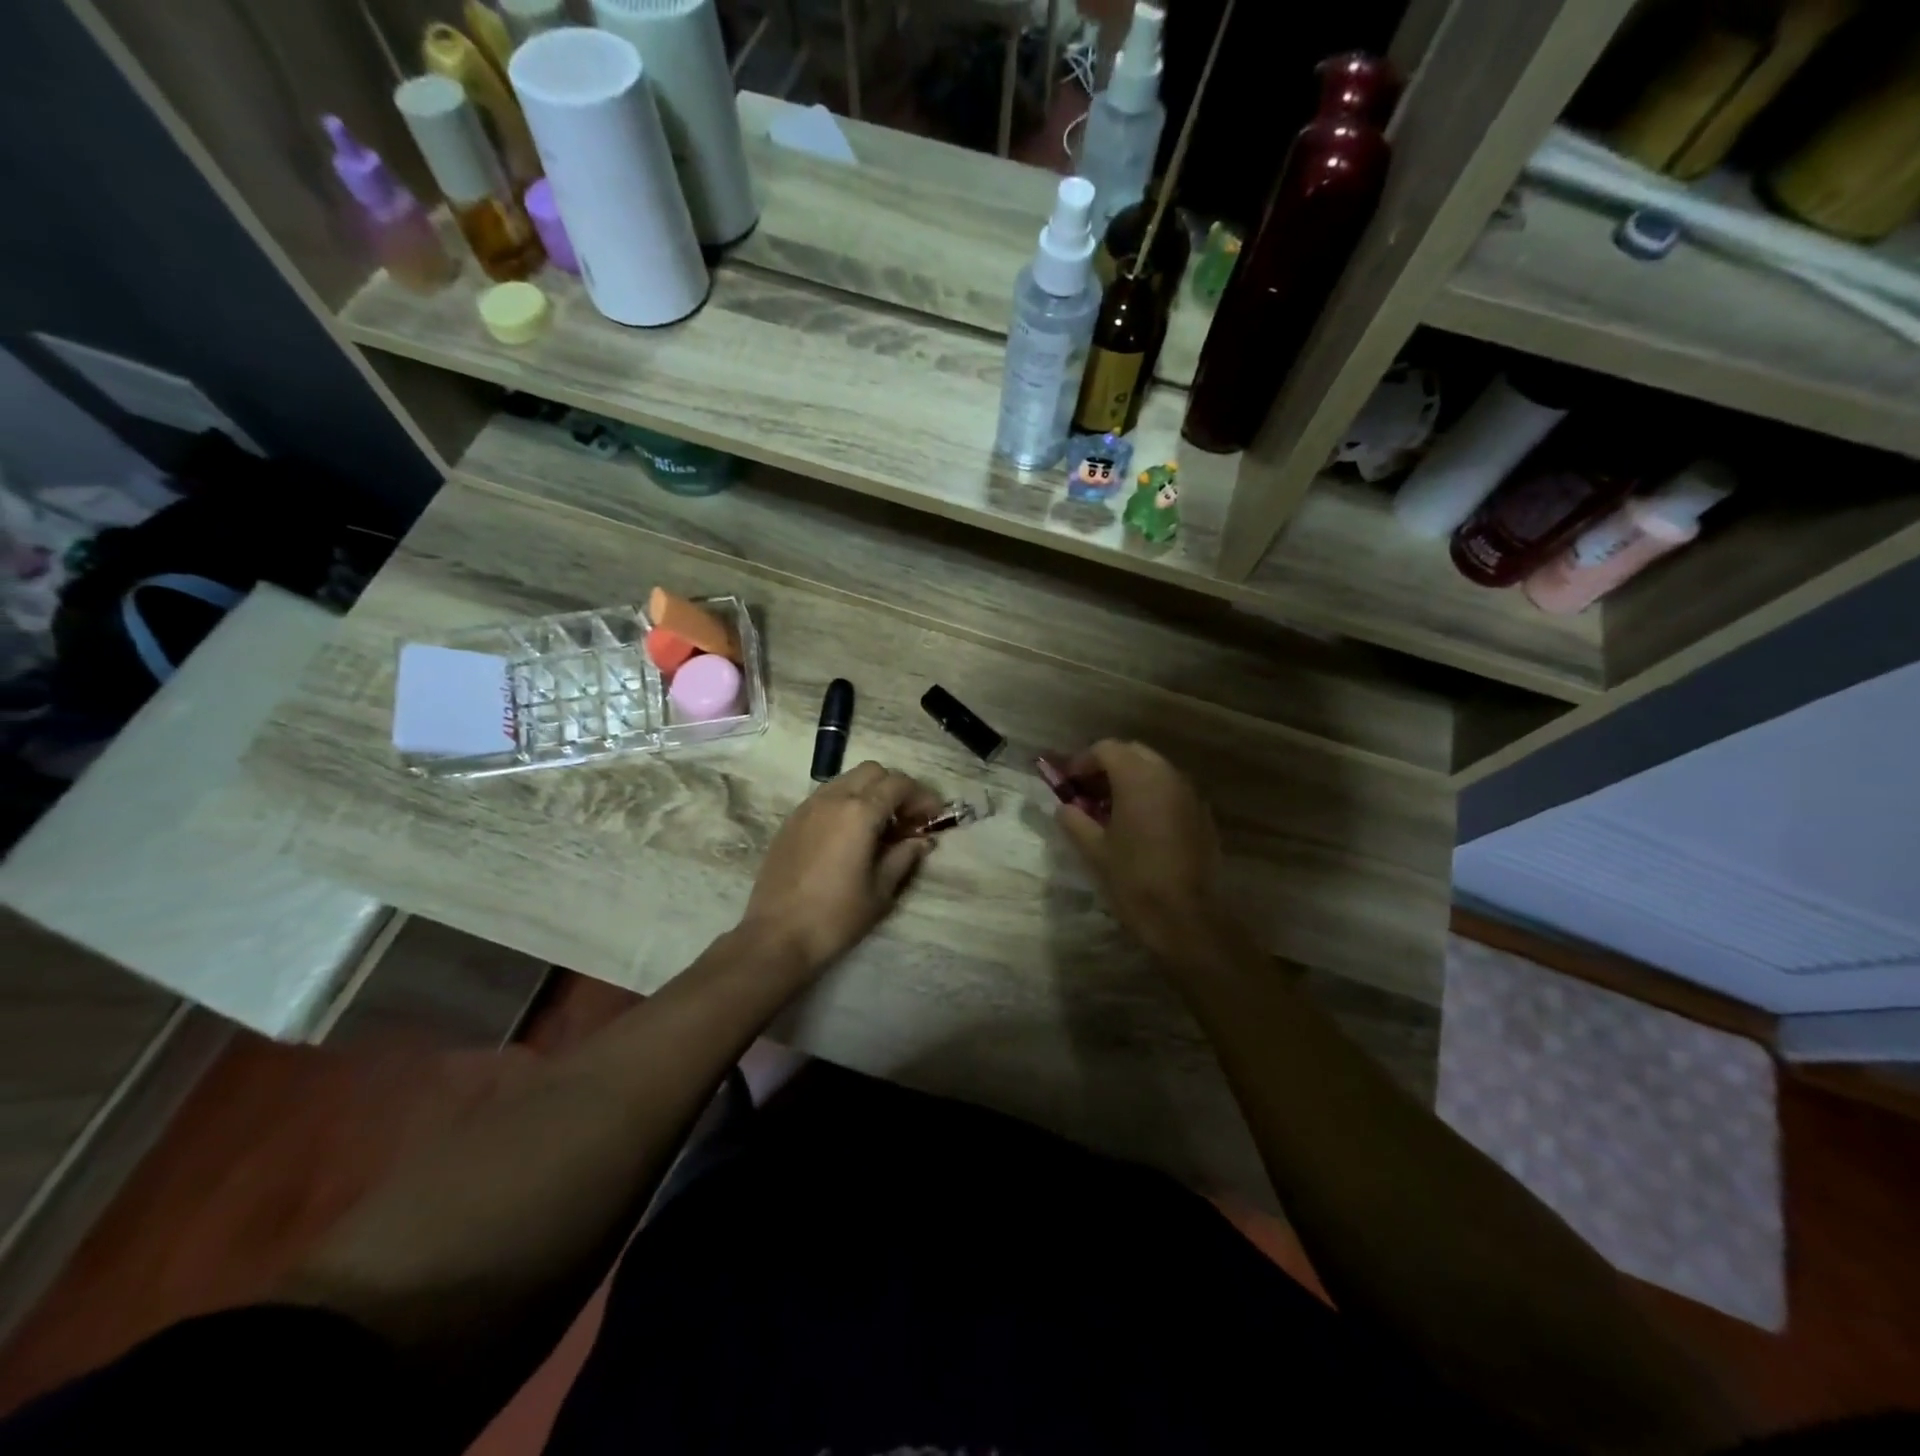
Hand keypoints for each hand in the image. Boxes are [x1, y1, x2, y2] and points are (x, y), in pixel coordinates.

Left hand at [741, 762, 945, 974]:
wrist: (777, 936)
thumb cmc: (836, 916)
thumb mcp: (880, 891)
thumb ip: (904, 857)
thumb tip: (921, 841)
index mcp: (859, 812)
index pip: (899, 784)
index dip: (922, 795)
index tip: (934, 816)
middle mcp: (833, 799)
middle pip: (872, 772)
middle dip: (895, 787)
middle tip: (908, 818)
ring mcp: (808, 807)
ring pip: (846, 780)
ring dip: (869, 793)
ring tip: (880, 826)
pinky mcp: (791, 821)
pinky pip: (826, 797)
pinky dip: (846, 803)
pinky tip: (850, 834)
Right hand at [1053, 740, 1225, 960]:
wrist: (1185, 917)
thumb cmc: (1133, 879)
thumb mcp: (1093, 850)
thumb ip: (1074, 820)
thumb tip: (1064, 807)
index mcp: (1138, 778)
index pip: (1106, 749)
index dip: (1082, 761)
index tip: (1068, 783)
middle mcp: (1168, 776)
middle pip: (1133, 752)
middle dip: (1108, 765)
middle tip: (1089, 791)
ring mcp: (1190, 794)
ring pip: (1156, 770)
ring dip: (1132, 779)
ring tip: (1112, 808)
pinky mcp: (1203, 815)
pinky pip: (1172, 791)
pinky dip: (1153, 796)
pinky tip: (1140, 824)